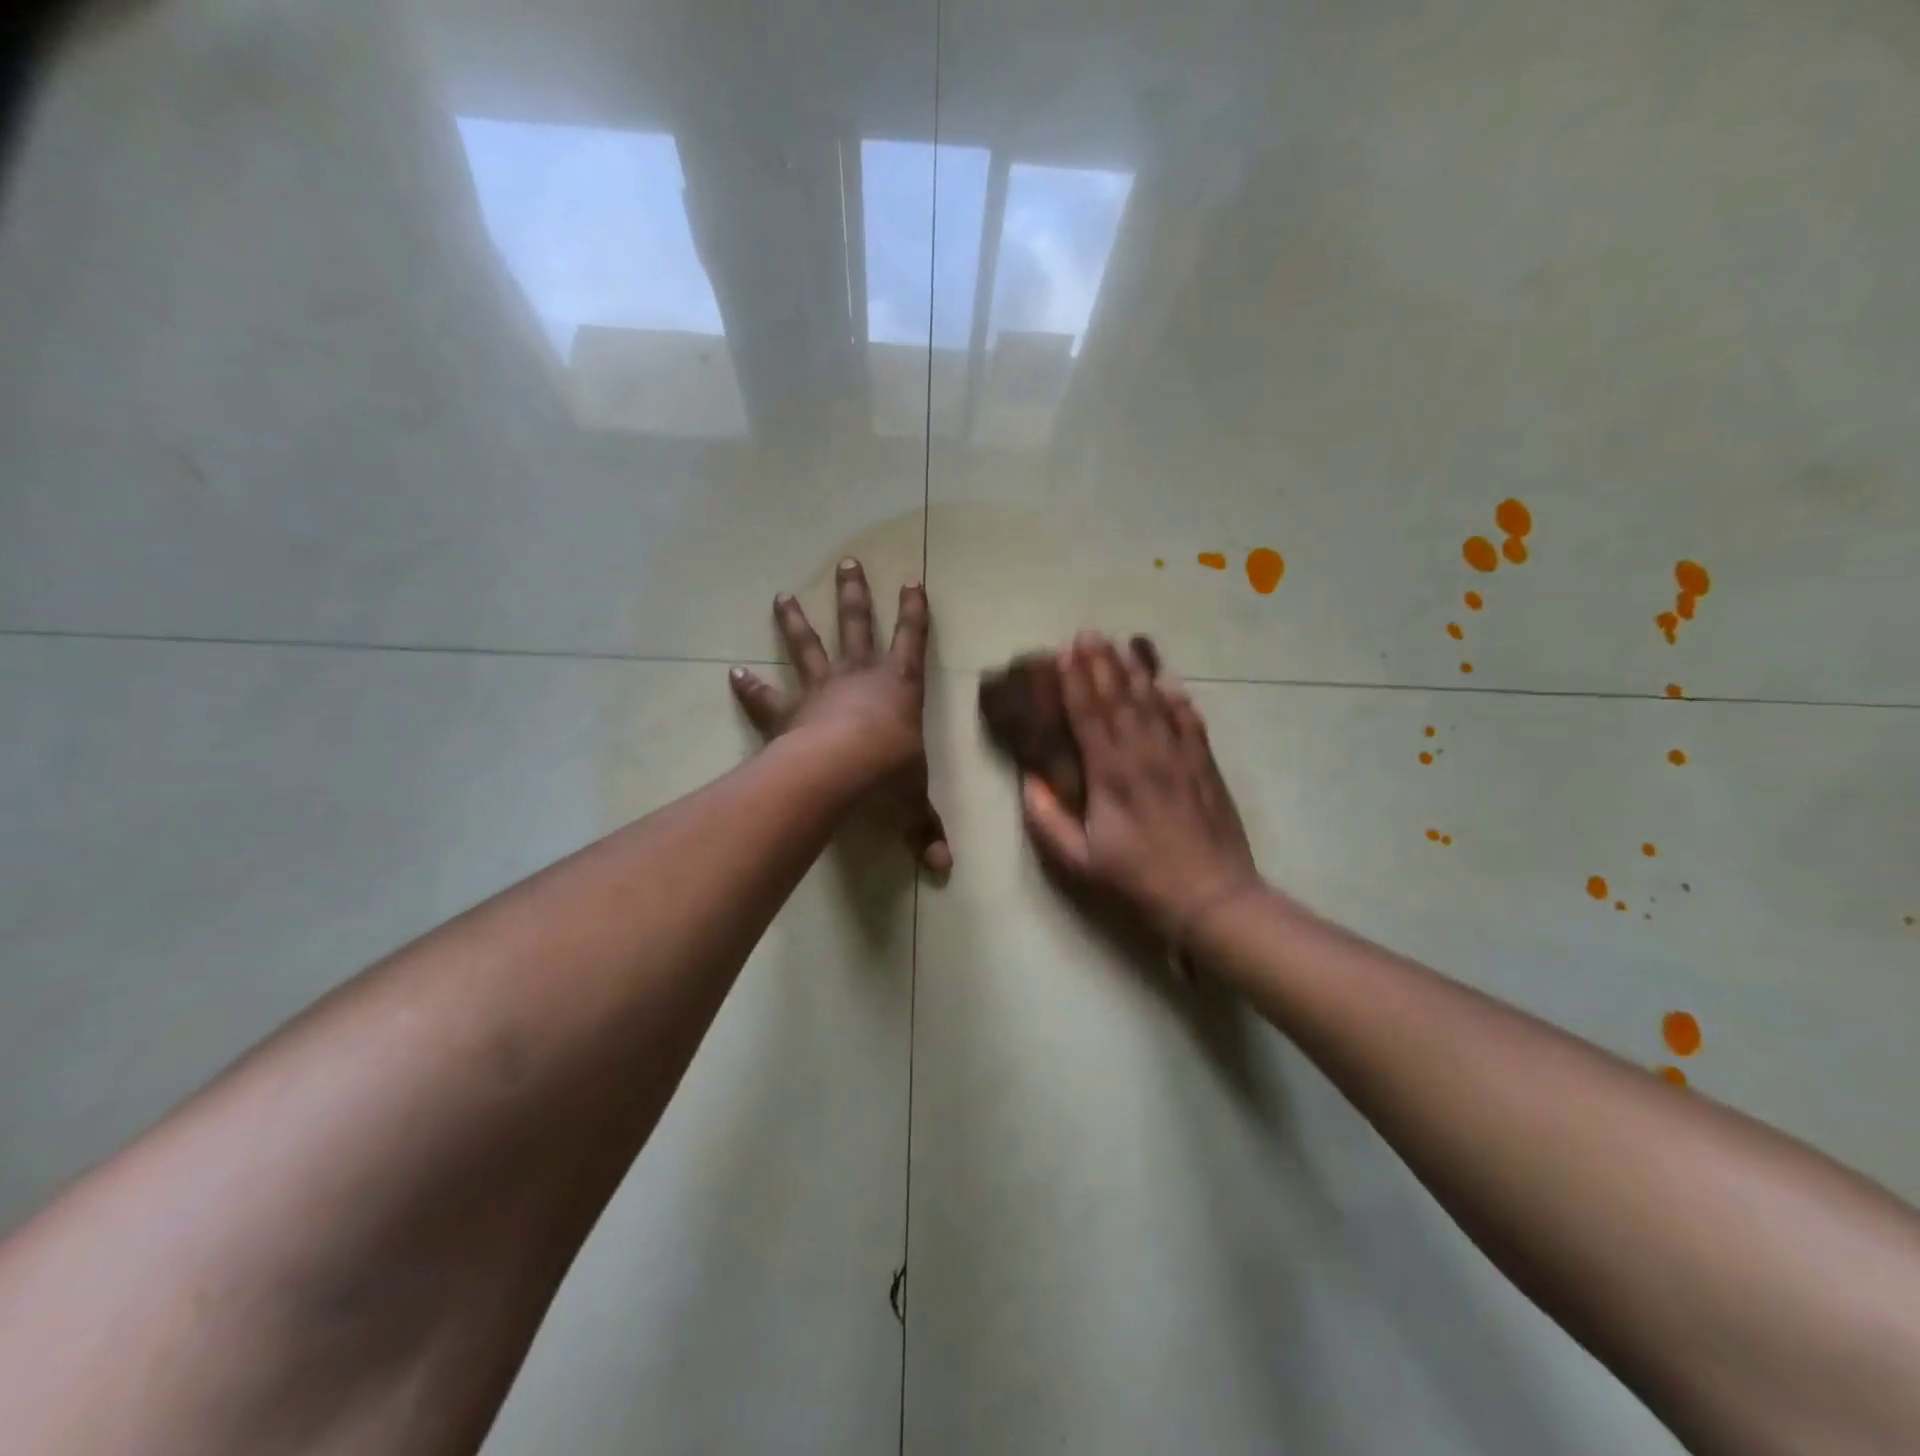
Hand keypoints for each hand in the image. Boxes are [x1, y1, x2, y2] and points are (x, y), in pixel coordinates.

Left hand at [730, 560, 951, 872]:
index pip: (913, 641)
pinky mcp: (789, 712)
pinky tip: (732, 673)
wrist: (841, 771)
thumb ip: (925, 830)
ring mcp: (821, 689)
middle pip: (857, 626)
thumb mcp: (912, 802)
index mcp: (899, 687)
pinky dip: (750, 686)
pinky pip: (768, 696)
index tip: (913, 580)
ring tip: (780, 596)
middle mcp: (860, 677)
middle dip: (854, 595)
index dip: (914, 612)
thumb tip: (944, 871)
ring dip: (795, 622)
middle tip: (847, 563)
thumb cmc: (888, 773)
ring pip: (808, 647)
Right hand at [1021, 633, 1259, 938]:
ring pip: (1154, 702)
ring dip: (1135, 671)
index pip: (1089, 714)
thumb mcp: (1079, 860)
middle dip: (1101, 663)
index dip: (1074, 681)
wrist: (1211, 897)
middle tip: (1088, 633)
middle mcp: (1145, 753)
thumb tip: (1027, 780)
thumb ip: (1047, 819)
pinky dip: (1178, 699)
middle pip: (1120, 697)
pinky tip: (1170, 682)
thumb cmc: (1138, 880)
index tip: (1062, 653)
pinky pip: (1190, 721)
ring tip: (1121, 645)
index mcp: (1111, 773)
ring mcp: (1180, 755)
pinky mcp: (1205, 765)